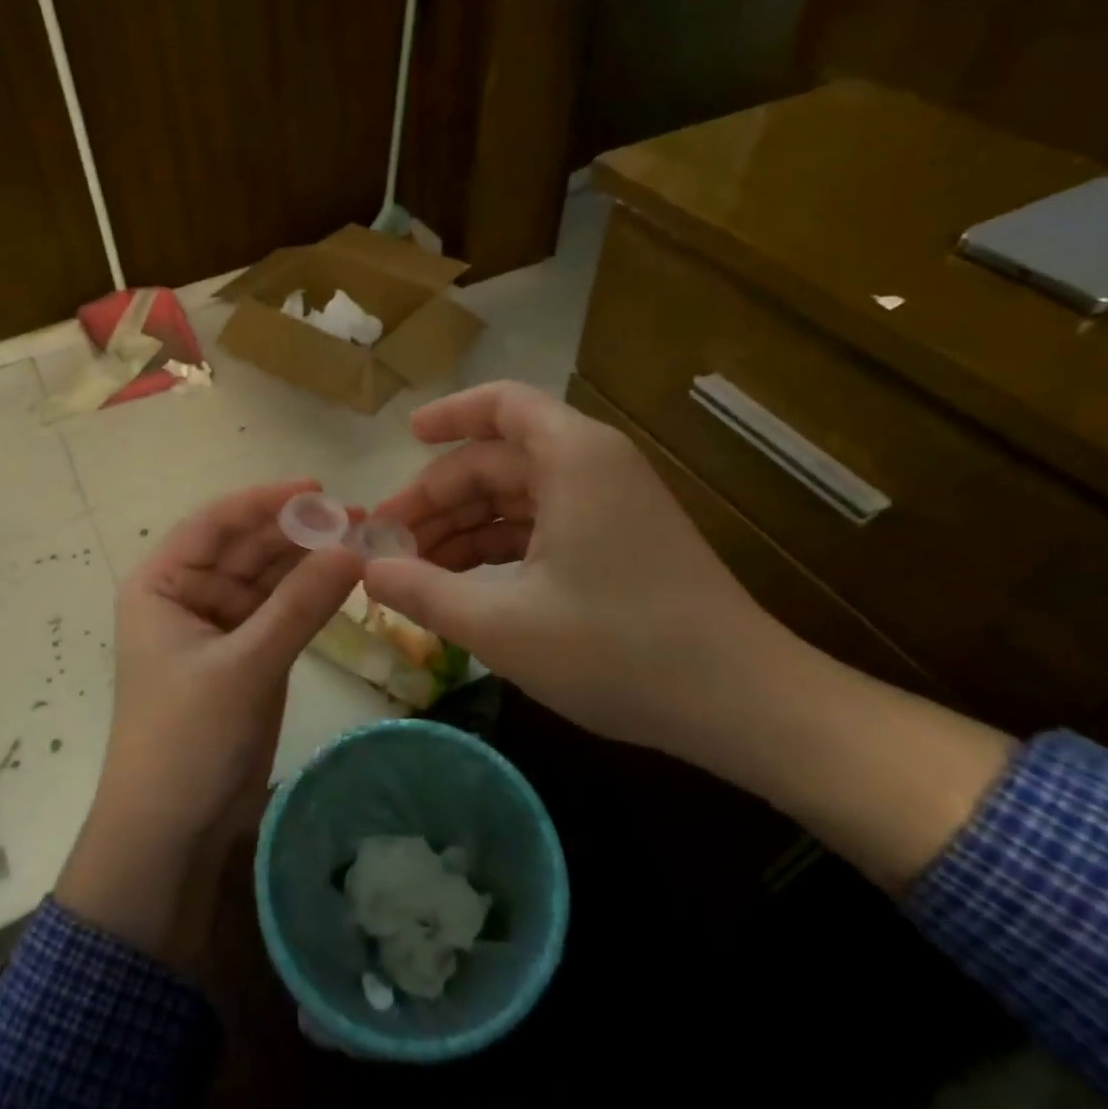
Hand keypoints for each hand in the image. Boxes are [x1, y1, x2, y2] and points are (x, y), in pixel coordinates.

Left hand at [57, 480, 362, 967]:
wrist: (171, 835)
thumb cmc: (188, 739)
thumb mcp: (245, 666)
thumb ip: (300, 604)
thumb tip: (354, 548)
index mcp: (162, 584)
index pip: (215, 523)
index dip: (265, 501)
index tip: (318, 490)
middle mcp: (188, 594)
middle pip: (247, 547)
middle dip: (298, 532)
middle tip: (359, 518)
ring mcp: (219, 626)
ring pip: (269, 578)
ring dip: (310, 561)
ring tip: (363, 542)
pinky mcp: (247, 655)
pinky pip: (281, 611)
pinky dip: (311, 596)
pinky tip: (347, 579)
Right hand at [365, 383, 1014, 894]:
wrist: (741, 703)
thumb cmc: (618, 650)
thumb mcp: (502, 624)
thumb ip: (424, 592)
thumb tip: (366, 571)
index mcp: (572, 458)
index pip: (501, 406)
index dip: (448, 416)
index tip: (403, 440)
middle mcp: (593, 467)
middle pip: (498, 461)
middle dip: (439, 498)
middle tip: (388, 544)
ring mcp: (609, 506)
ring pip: (517, 499)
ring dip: (464, 530)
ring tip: (415, 574)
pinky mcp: (618, 543)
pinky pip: (542, 528)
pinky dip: (499, 550)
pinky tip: (462, 587)